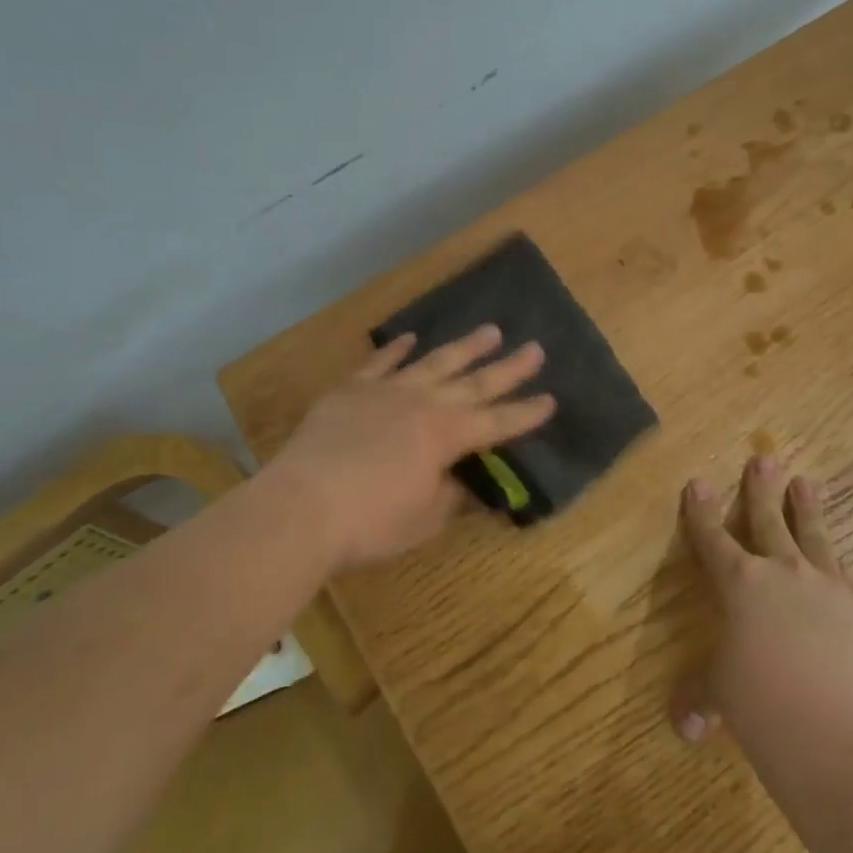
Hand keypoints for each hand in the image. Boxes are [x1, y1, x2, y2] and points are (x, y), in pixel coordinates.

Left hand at [266, 326, 556, 573]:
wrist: (302, 505)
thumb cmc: (371, 521)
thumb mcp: (424, 518)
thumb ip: (451, 495)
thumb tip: (468, 483)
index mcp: (447, 436)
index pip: (498, 423)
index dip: (526, 414)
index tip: (550, 400)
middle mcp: (424, 403)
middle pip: (475, 383)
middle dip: (508, 369)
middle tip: (535, 349)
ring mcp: (387, 391)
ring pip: (435, 362)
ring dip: (465, 348)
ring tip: (490, 331)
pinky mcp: (352, 390)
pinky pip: (381, 363)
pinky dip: (398, 349)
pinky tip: (411, 338)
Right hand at [672, 457, 852, 770]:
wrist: (833, 737)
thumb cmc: (759, 707)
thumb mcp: (720, 695)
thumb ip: (700, 698)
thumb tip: (684, 727)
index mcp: (739, 582)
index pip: (712, 537)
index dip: (702, 511)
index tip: (698, 482)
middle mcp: (781, 572)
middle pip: (767, 520)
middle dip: (761, 489)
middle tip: (764, 458)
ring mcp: (824, 587)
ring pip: (812, 535)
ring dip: (806, 507)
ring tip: (807, 481)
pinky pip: (841, 571)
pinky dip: (833, 558)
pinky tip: (835, 556)